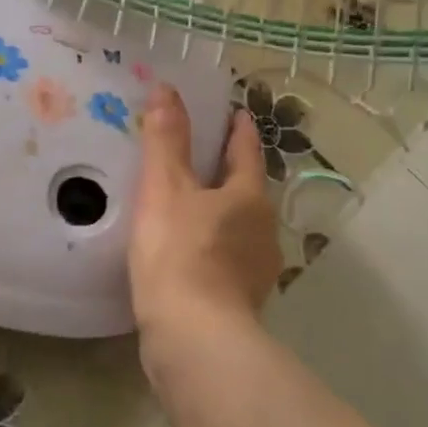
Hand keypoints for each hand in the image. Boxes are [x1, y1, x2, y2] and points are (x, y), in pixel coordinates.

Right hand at [129, 82, 281, 354]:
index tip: (237, 113)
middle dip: (230, 174)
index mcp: (249, 197)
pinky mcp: (241, 302)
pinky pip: (227, 261)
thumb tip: (167, 89)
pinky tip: (189, 256)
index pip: (247, 152)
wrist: (192, 337)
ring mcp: (256, 270)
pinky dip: (212, 249)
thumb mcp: (165, 188)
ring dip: (221, 214)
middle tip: (203, 158)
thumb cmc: (179, 252)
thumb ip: (166, 140)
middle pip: (248, 192)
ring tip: (191, 207)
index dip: (239, 130)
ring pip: (239, 229)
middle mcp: (262, 230)